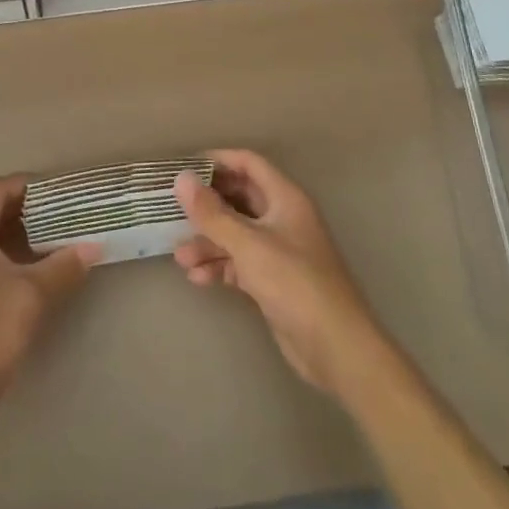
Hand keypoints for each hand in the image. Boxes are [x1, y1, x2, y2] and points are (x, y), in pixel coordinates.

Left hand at [0, 176, 99, 430]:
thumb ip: (64, 266)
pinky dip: (7, 253)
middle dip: (25, 208)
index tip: (55, 189)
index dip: (25, 184)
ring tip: (54, 237)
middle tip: (61, 212)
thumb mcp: (34, 295)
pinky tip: (33, 269)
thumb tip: (95, 247)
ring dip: (17, 233)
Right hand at [174, 150, 386, 396]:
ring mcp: (278, 250)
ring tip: (180, 257)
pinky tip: (197, 277)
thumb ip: (212, 212)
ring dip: (208, 241)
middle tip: (173, 210)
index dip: (218, 161)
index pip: (248, 163)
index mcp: (285, 198)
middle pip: (239, 198)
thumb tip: (182, 178)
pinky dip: (219, 265)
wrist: (335, 347)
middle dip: (206, 206)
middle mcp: (282, 218)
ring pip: (235, 233)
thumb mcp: (248, 244)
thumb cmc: (294, 282)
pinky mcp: (273, 280)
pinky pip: (240, 262)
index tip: (184, 168)